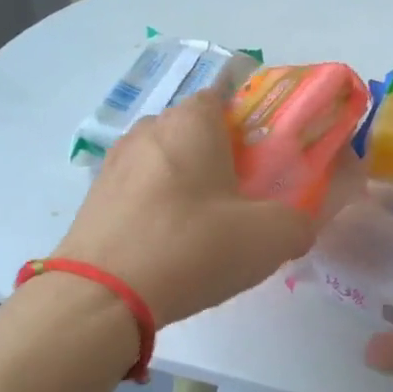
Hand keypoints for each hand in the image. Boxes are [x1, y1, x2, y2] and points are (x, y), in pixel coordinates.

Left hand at [54, 90, 354, 327]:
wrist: (101, 296)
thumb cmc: (192, 247)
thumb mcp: (270, 237)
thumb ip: (298, 222)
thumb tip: (298, 225)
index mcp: (191, 121)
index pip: (225, 95)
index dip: (251, 121)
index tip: (267, 156)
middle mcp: (149, 129)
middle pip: (195, 130)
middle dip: (220, 155)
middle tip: (244, 196)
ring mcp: (115, 163)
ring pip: (165, 161)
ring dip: (187, 183)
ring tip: (206, 227)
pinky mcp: (93, 198)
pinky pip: (140, 191)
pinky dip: (158, 207)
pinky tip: (170, 245)